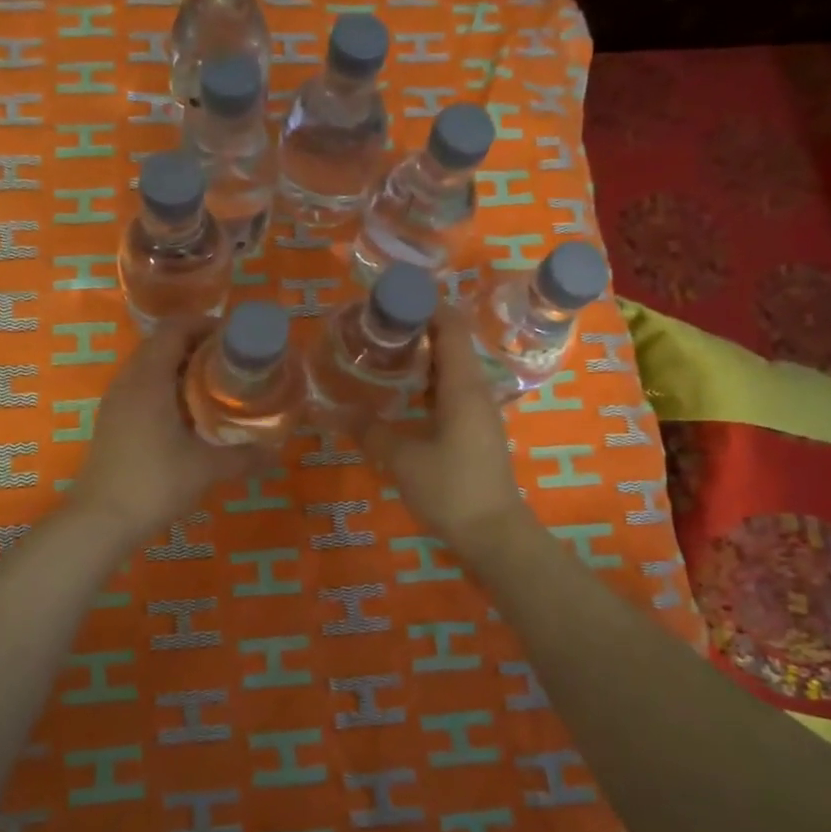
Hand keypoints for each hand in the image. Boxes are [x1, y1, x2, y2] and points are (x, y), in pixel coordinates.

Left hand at [70, 324, 253, 545]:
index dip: (204, 325)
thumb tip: (277, 454)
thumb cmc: (154, 483)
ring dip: (180, 368)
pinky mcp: (112, 422)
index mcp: (149, 378)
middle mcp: (128, 381)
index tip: (235, 338)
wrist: (100, 520)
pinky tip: (188, 415)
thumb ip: (244, 457)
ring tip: (214, 386)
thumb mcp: (206, 468)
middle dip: (196, 346)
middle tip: (231, 362)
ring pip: (149, 367)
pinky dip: (166, 388)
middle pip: (161, 344)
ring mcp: (115, 402)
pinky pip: (140, 388)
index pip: (174, 329)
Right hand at [363, 308, 530, 559]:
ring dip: (422, 357)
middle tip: (377, 325)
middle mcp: (475, 391)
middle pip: (451, 344)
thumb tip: (336, 413)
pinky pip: (450, 392)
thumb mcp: (402, 459)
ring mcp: (478, 413)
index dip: (426, 305)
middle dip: (418, 328)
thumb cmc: (451, 489)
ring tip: (384, 351)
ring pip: (450, 370)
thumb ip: (371, 432)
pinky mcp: (474, 432)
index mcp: (463, 386)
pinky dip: (427, 383)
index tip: (393, 297)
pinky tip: (402, 393)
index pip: (451, 327)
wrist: (494, 535)